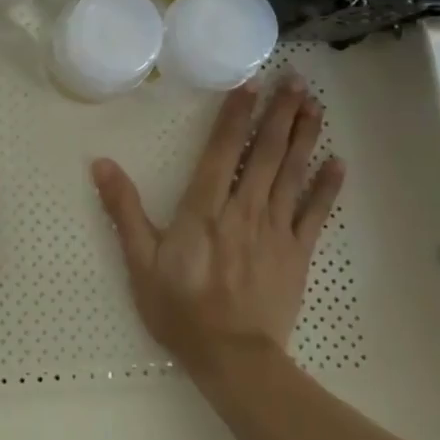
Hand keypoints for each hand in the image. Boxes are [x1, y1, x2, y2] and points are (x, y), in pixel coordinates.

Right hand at [92, 75, 345, 375]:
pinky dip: (327, 188)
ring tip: (315, 105)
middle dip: (280, 114)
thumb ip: (123, 210)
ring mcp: (275, 230)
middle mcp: (243, 210)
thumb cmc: (180, 308)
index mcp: (204, 209)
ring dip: (304, 137)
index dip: (237, 115)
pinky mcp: (297, 253)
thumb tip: (101, 164)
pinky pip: (315, 214)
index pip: (221, 151)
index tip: (251, 84)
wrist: (233, 360)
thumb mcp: (140, 260)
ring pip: (292, 174)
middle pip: (265, 154)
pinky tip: (338, 163)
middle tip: (295, 80)